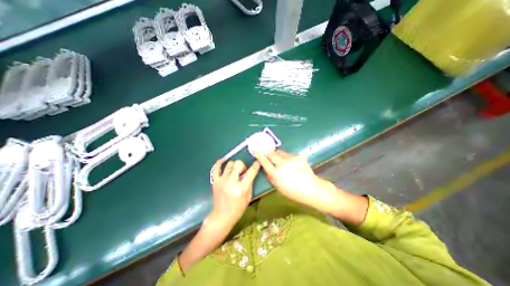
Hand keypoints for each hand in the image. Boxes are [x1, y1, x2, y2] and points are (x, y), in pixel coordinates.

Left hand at [209, 160, 259, 230]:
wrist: (222, 216)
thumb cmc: (237, 208)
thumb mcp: (248, 197)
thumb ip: (250, 184)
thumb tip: (250, 173)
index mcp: (241, 188)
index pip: (250, 172)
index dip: (255, 166)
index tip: (257, 162)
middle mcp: (231, 182)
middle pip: (238, 164)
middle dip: (243, 166)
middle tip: (243, 172)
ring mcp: (222, 181)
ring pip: (229, 164)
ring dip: (234, 165)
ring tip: (235, 170)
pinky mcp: (215, 181)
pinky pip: (216, 168)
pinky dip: (219, 163)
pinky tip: (223, 161)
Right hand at [254, 149, 366, 223]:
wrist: (311, 189)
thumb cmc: (293, 191)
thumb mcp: (278, 187)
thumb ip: (270, 177)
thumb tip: (266, 168)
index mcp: (276, 173)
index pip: (264, 161)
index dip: (259, 155)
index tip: (256, 151)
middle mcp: (282, 164)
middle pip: (271, 153)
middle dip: (269, 154)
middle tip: (269, 156)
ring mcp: (291, 159)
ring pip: (280, 152)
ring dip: (278, 155)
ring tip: (281, 160)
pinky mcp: (298, 156)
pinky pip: (288, 154)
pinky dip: (287, 157)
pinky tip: (291, 163)